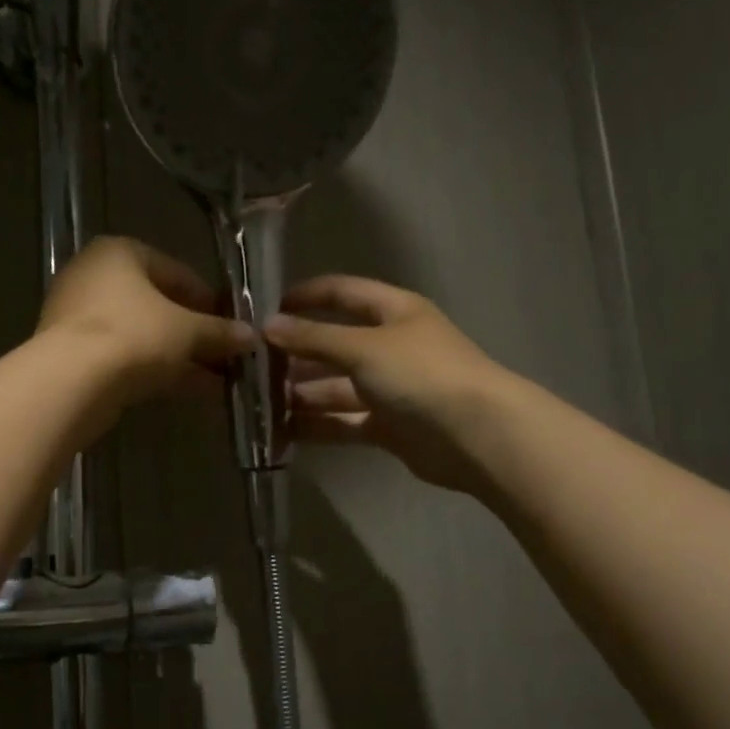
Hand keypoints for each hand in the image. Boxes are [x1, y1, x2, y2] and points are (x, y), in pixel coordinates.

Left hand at [38, 236, 254, 404]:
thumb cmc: (133, 336)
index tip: (232, 326)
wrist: (71, 382)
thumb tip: (252, 337)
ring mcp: (79, 317)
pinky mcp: (74, 354)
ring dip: (181, 356)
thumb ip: (219, 332)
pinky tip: (190, 390)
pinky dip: (156, 370)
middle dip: (195, 334)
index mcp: (120, 253)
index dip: (209, 301)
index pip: (177, 272)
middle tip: (225, 356)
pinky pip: (126, 356)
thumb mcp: (187, 331)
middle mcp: (94, 277)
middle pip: (158, 305)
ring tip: (217, 379)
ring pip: (143, 335)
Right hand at [266, 275, 505, 491]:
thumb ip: (314, 338)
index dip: (307, 296)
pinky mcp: (389, 426)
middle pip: (335, 345)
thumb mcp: (363, 347)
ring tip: (259, 404)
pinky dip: (318, 426)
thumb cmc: (421, 374)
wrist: (476, 435)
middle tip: (253, 368)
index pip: (343, 293)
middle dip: (296, 355)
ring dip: (301, 395)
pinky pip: (345, 421)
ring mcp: (390, 388)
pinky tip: (283, 431)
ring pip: (336, 387)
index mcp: (393, 312)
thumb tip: (268, 326)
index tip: (267, 310)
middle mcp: (391, 346)